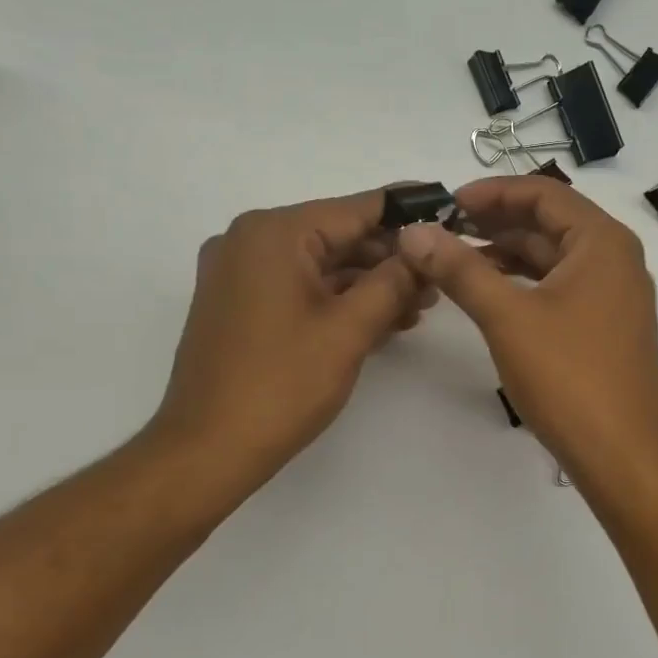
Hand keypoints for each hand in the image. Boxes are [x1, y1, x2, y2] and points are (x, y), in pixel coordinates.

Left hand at [145, 188, 432, 488]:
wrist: (208, 448)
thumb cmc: (282, 384)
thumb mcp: (350, 329)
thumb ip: (393, 281)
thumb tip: (424, 250)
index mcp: (274, 234)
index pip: (356, 209)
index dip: (408, 212)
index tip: (448, 212)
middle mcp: (250, 241)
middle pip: (338, 236)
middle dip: (390, 259)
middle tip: (438, 281)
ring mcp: (240, 274)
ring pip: (321, 265)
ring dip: (369, 284)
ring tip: (418, 306)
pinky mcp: (239, 305)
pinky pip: (300, 288)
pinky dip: (338, 300)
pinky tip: (381, 319)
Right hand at [395, 176, 657, 478]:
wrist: (622, 453)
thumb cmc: (569, 376)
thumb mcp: (507, 317)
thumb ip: (460, 270)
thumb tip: (414, 232)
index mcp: (603, 242)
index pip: (543, 193)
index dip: (492, 192)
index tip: (446, 203)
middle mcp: (615, 259)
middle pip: (549, 222)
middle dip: (495, 222)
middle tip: (442, 231)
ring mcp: (613, 295)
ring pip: (553, 258)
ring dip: (506, 254)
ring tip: (455, 260)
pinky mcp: (606, 327)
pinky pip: (560, 287)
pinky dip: (524, 284)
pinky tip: (488, 293)